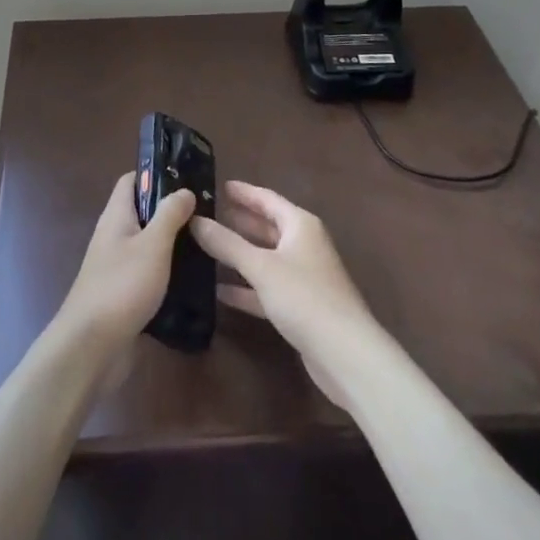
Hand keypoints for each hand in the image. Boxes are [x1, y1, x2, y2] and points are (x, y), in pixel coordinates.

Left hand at [56, 173, 196, 348]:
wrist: (92, 346)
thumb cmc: (122, 286)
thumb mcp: (153, 245)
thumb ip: (169, 215)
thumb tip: (183, 189)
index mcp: (116, 216)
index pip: (132, 181)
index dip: (156, 174)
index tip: (187, 177)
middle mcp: (114, 236)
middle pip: (142, 212)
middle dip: (171, 210)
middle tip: (207, 213)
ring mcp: (117, 267)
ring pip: (148, 244)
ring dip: (172, 242)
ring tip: (206, 243)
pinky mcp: (125, 294)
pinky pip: (149, 273)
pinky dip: (168, 271)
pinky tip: (193, 279)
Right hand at [190, 181, 378, 406]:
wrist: (345, 354)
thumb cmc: (305, 297)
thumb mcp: (261, 266)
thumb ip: (226, 243)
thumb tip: (194, 220)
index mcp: (300, 225)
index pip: (267, 199)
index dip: (243, 192)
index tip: (217, 185)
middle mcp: (303, 245)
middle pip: (266, 227)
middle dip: (238, 221)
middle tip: (205, 215)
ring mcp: (302, 277)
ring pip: (265, 258)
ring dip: (238, 254)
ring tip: (205, 246)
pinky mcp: (298, 307)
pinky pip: (266, 288)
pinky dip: (245, 288)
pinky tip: (218, 290)